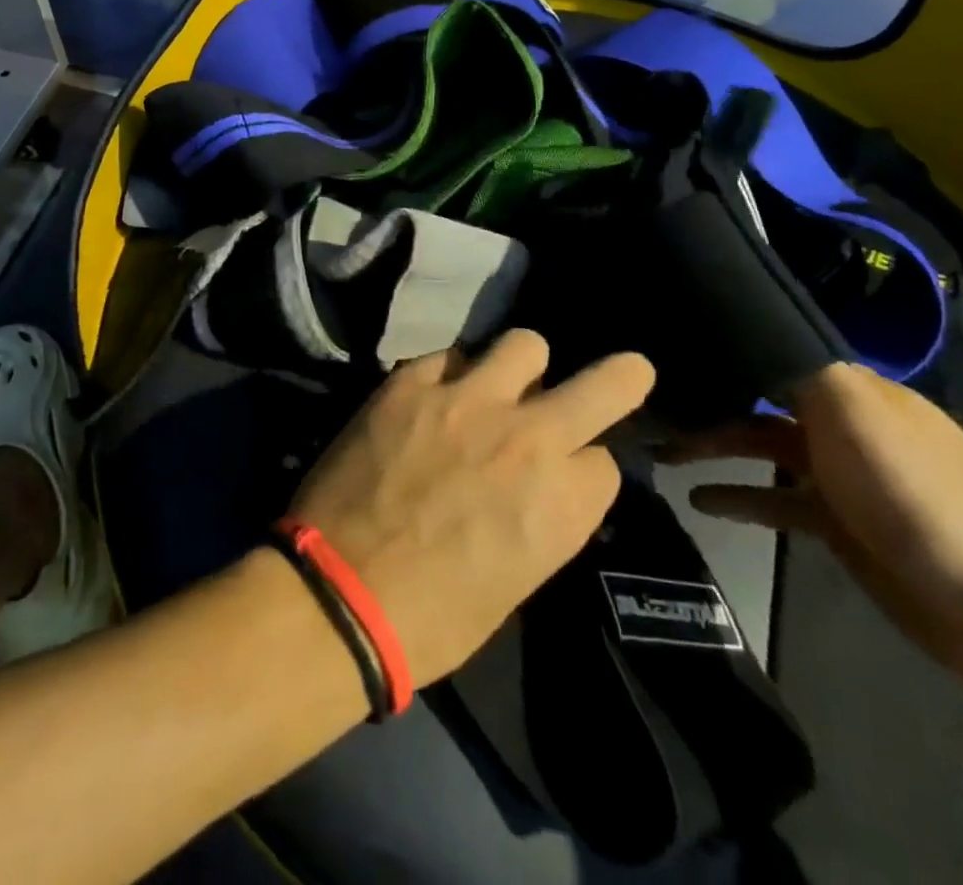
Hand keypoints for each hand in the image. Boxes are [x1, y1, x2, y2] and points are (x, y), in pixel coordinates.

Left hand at [289, 331, 653, 686]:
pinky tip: (434, 396)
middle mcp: (528, 438)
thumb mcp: (516, 581)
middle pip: (604, 384)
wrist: (339, 592)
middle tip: (623, 371)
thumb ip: (542, 519)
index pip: (604, 460)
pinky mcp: (411, 382)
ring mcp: (467, 400)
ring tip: (499, 383)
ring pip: (524, 345)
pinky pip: (448, 356)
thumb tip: (540, 485)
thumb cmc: (434, 617)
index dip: (584, 468)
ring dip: (521, 366)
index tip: (566, 474)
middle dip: (620, 377)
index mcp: (563, 502)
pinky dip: (451, 375)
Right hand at [665, 362, 962, 694]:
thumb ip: (794, 367)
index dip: (722, 350)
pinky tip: (697, 500)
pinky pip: (774, 502)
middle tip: (644, 406)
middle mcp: (843, 425)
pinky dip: (737, 497)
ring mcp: (841, 478)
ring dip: (711, 447)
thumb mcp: (852, 409)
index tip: (665, 348)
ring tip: (656, 451)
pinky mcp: (838, 527)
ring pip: (759, 450)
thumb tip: (737, 328)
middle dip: (705, 402)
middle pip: (758, 402)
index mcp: (852, 390)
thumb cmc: (917, 491)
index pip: (774, 354)